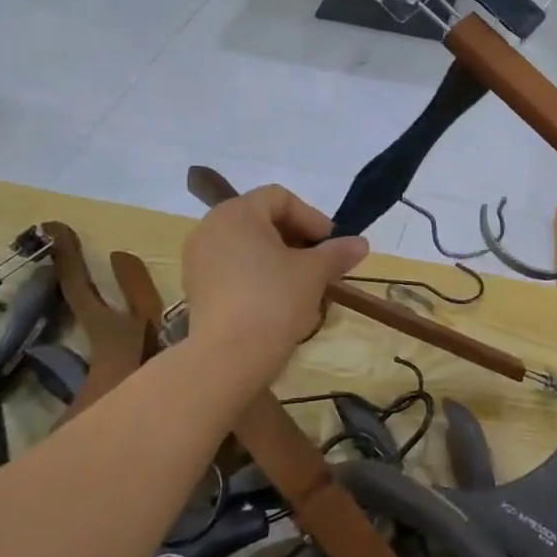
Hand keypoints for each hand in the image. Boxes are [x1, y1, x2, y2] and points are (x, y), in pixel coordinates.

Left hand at [179, 185, 368, 361]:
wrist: (228, 358)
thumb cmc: (274, 300)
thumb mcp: (314, 272)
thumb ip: (337, 252)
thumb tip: (361, 243)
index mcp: (237, 213)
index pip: (280, 198)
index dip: (311, 217)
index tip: (331, 244)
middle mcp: (210, 227)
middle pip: (261, 219)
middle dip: (296, 237)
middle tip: (320, 262)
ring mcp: (198, 259)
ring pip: (247, 245)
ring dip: (278, 257)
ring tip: (302, 282)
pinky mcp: (195, 288)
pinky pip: (231, 267)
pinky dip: (256, 274)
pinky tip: (276, 299)